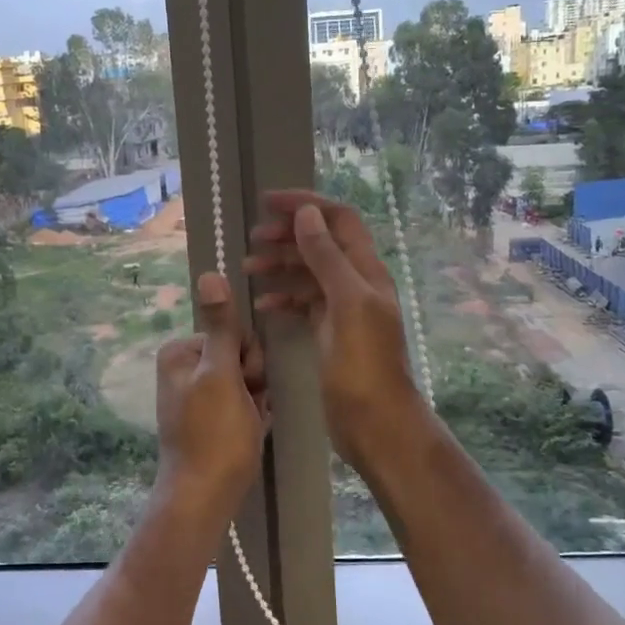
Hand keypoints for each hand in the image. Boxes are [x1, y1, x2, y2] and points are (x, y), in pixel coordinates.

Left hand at [153, 271, 267, 514]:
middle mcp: (182, 369)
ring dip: (256, 400)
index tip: (247, 383)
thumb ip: (221, 326)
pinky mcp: (207, 419)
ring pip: (245, 381)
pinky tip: (249, 433)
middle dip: (253, 381)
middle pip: (239, 356)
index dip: (249, 358)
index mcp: (180, 352)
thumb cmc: (215, 434)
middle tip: (247, 407)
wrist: (204, 497)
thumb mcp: (221, 375)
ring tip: (249, 424)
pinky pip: (241, 403)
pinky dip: (251, 416)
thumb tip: (209, 272)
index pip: (233, 333)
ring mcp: (195, 395)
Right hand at [245, 190, 424, 473]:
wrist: (375, 422)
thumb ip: (327, 258)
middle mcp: (356, 284)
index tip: (268, 202)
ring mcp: (343, 310)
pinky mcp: (330, 333)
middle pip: (321, 243)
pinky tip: (263, 305)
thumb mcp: (346, 304)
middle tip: (253, 239)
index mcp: (366, 271)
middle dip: (288, 235)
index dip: (306, 205)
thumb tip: (308, 214)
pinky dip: (284, 298)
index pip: (338, 220)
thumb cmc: (363, 364)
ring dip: (281, 266)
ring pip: (309, 273)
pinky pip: (304, 303)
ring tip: (248, 269)